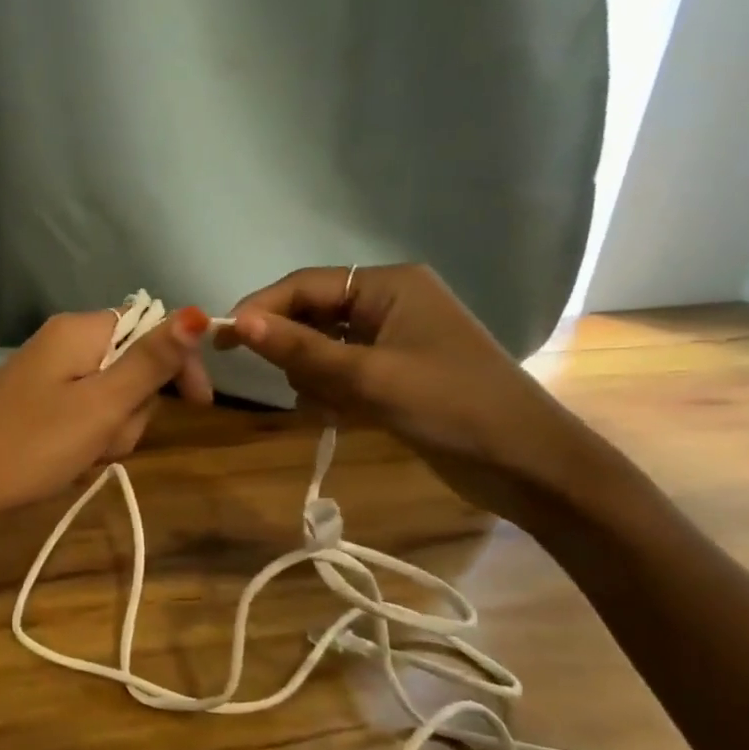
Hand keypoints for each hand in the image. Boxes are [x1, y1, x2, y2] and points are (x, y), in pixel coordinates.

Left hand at [0, 307, 211, 551]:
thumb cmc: (35, 444)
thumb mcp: (103, 405)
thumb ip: (151, 361)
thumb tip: (198, 312)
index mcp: (79, 330)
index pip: (151, 328)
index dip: (179, 364)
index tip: (198, 406)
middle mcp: (63, 341)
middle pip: (132, 366)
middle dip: (133, 410)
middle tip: (106, 439)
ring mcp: (47, 372)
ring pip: (110, 396)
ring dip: (110, 430)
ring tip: (84, 454)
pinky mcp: (36, 401)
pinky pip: (82, 412)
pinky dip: (87, 437)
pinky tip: (69, 459)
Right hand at [215, 265, 610, 524]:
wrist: (526, 464)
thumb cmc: (450, 406)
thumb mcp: (368, 377)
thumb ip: (300, 350)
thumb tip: (236, 322)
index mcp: (389, 286)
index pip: (305, 285)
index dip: (261, 309)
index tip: (222, 340)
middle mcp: (388, 304)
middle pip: (312, 315)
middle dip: (295, 351)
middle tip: (294, 386)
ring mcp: (392, 340)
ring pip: (321, 349)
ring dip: (314, 378)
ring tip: (333, 407)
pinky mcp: (394, 373)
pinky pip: (340, 372)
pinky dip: (331, 393)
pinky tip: (342, 416)